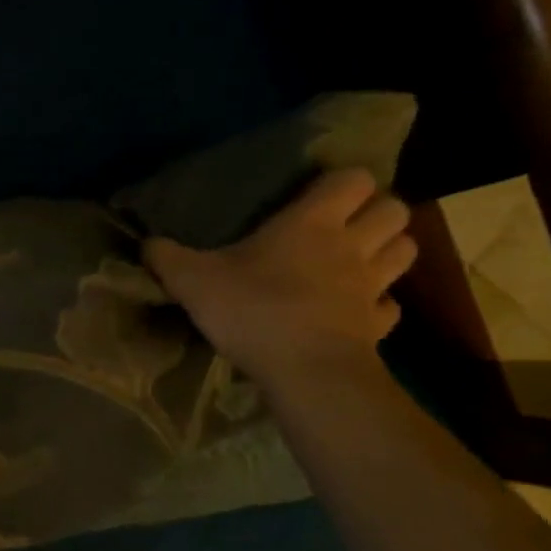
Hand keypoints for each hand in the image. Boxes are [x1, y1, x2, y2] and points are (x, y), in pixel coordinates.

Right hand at [144, 169, 416, 392]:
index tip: (317, 194)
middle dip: (376, 211)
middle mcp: (351, 246)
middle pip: (394, 210)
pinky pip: (390, 306)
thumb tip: (146, 244)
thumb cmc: (253, 311)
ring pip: (405, 251)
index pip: (352, 179)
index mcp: (311, 223)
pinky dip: (379, 304)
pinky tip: (354, 310)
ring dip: (388, 249)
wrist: (305, 372)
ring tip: (358, 259)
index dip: (341, 182)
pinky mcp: (378, 327)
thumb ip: (166, 257)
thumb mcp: (192, 280)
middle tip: (344, 225)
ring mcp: (371, 287)